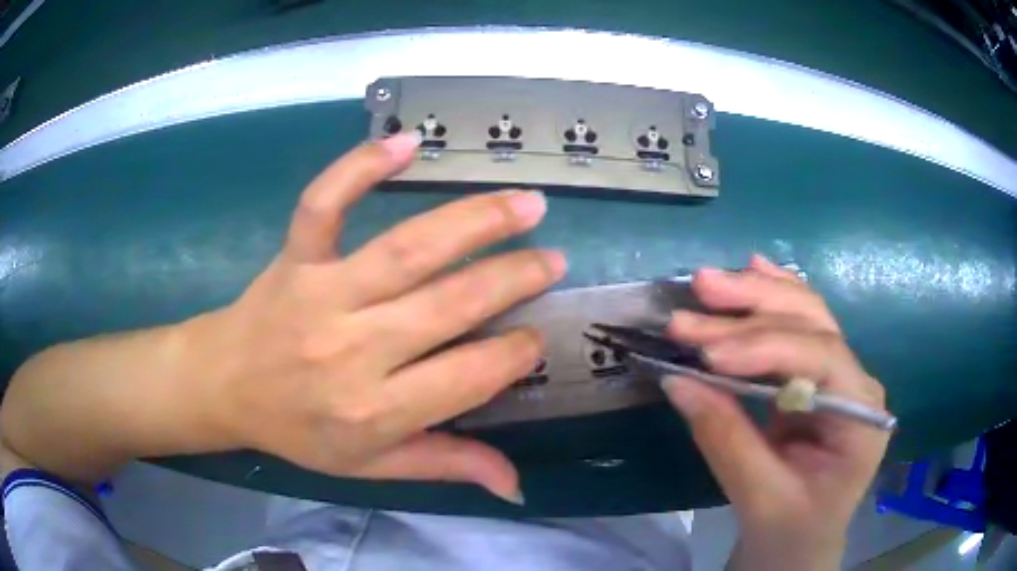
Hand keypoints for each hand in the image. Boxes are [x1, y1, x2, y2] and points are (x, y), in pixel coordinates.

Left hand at [187, 132, 563, 501]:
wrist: (225, 385)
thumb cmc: (299, 430)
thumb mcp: (371, 466)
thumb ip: (445, 465)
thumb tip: (515, 485)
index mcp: (375, 410)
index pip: (469, 376)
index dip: (516, 354)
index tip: (537, 337)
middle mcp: (353, 348)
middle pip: (450, 304)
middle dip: (513, 278)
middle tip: (553, 259)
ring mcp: (321, 292)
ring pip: (407, 248)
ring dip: (474, 220)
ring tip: (525, 202)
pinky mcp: (295, 256)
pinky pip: (325, 202)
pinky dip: (361, 166)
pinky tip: (407, 142)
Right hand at [663, 256, 888, 569]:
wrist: (799, 545)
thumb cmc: (790, 531)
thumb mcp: (760, 496)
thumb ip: (725, 439)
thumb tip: (678, 380)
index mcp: (861, 413)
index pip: (821, 359)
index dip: (765, 348)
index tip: (709, 355)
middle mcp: (856, 380)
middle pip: (811, 324)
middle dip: (751, 310)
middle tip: (695, 299)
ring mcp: (837, 374)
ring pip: (803, 315)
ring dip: (754, 296)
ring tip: (707, 283)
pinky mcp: (814, 376)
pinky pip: (796, 326)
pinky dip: (771, 297)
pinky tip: (753, 268)